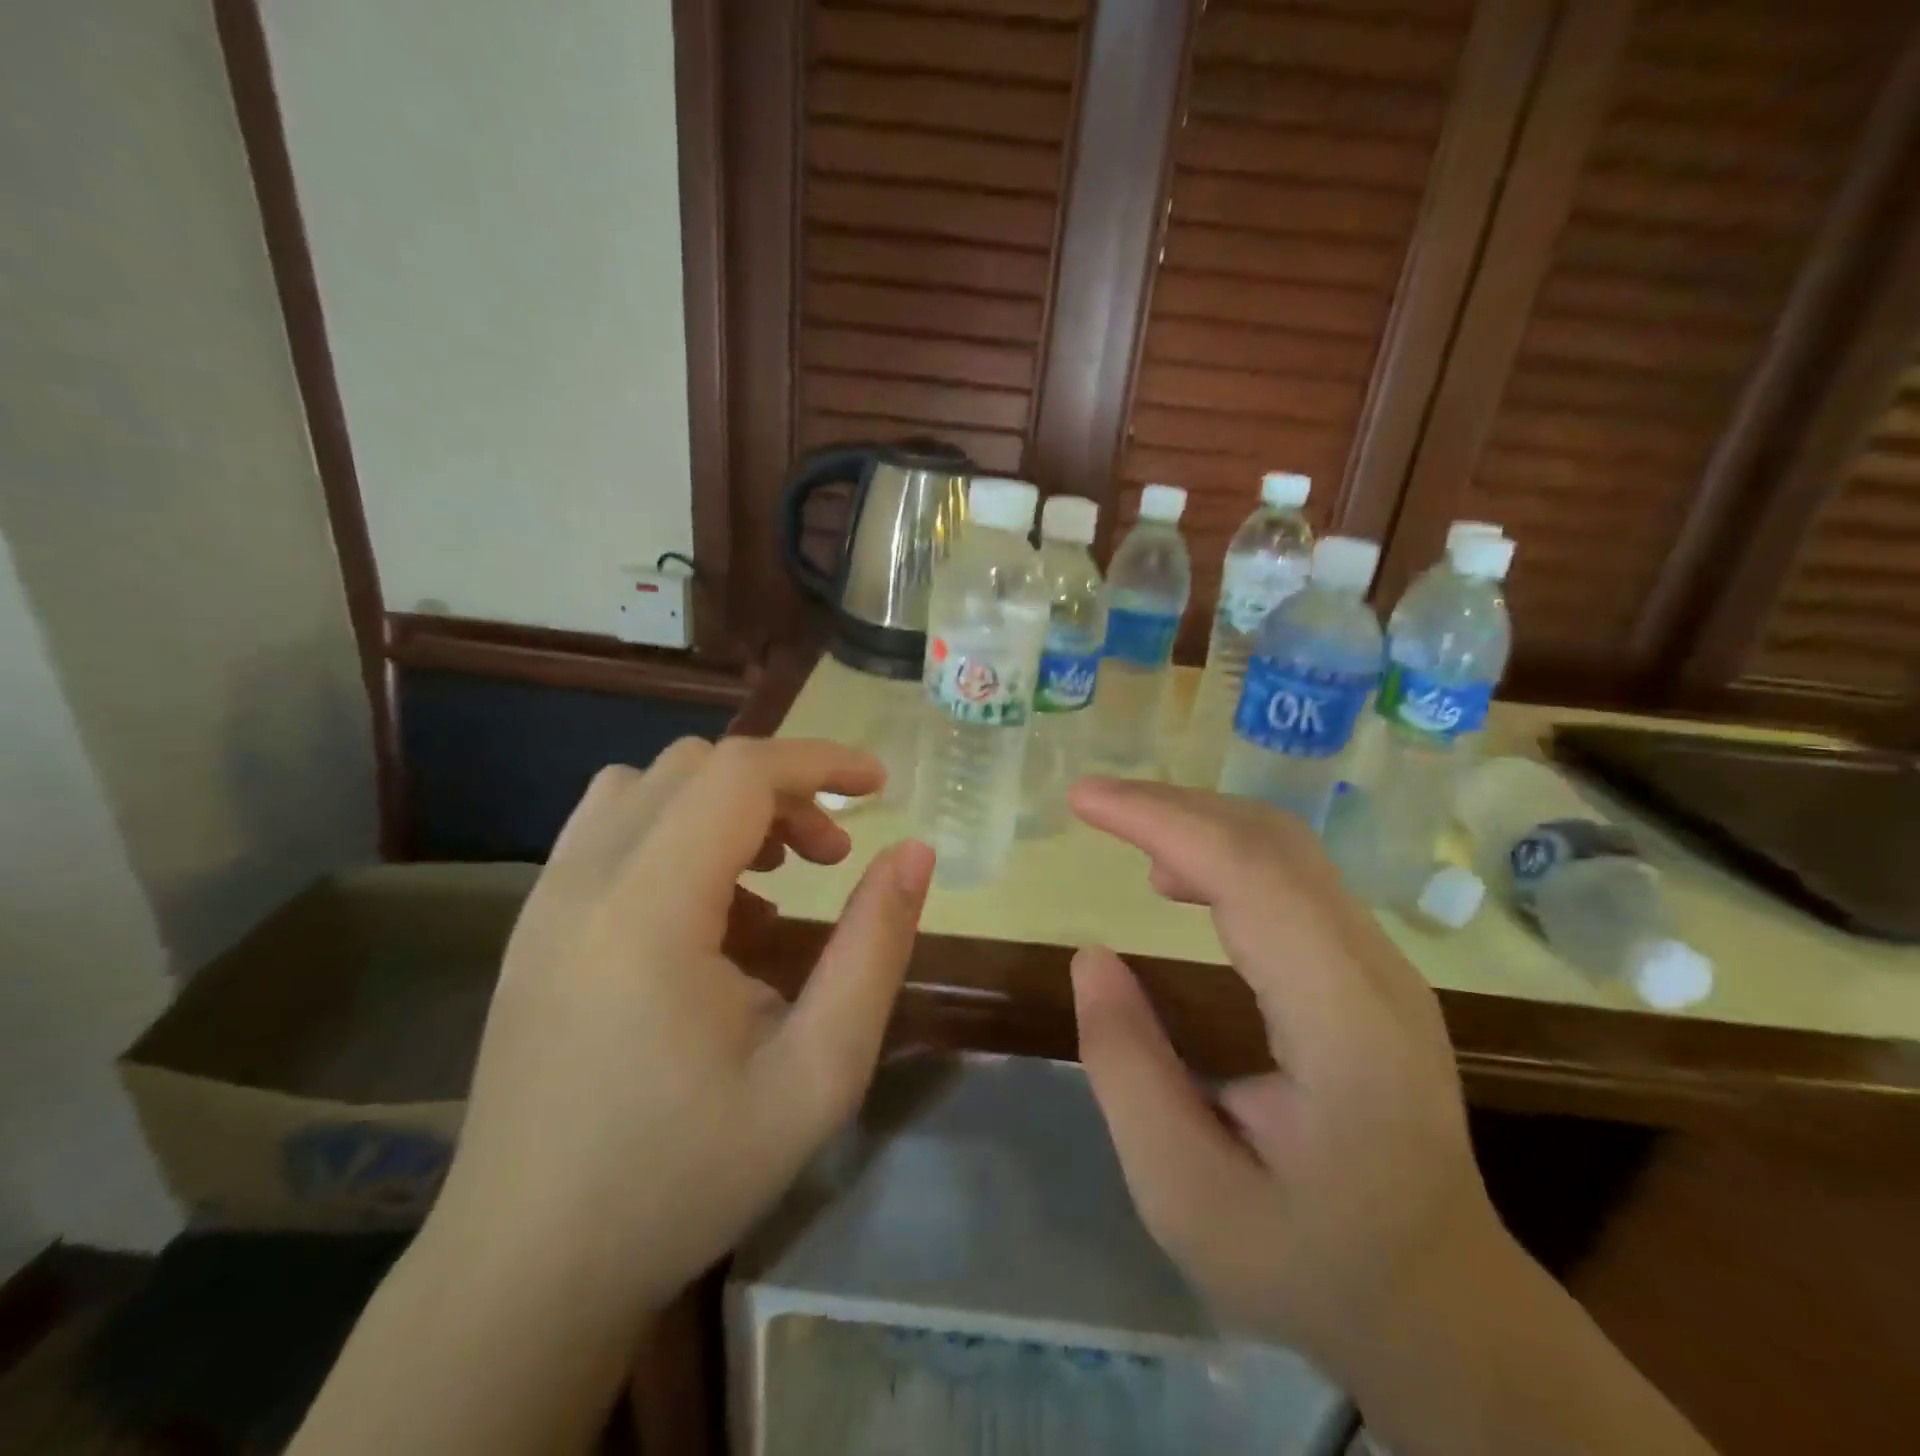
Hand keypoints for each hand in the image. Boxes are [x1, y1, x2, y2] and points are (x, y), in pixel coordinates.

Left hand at [426, 737, 934, 1327]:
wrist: (526, 1272)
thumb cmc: (683, 1177)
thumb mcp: (817, 1074)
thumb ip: (874, 949)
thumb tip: (914, 854)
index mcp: (648, 910)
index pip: (739, 774)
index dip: (819, 762)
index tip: (881, 787)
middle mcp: (583, 882)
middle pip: (695, 767)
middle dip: (781, 788)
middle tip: (832, 856)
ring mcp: (545, 900)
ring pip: (646, 786)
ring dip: (724, 804)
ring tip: (772, 876)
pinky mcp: (532, 926)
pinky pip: (610, 829)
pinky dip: (677, 830)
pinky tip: (709, 912)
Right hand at [1067, 778, 1510, 1380]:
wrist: (1438, 1303)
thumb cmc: (1309, 1262)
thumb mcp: (1186, 1196)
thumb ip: (1128, 1071)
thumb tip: (1090, 957)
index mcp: (1344, 1025)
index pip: (1253, 877)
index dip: (1163, 821)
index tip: (1084, 799)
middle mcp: (1377, 972)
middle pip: (1273, 843)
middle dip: (1174, 806)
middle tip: (1092, 801)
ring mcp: (1382, 965)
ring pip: (1286, 849)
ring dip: (1198, 822)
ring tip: (1124, 831)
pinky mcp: (1368, 968)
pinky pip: (1293, 877)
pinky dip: (1224, 853)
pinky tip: (1178, 880)